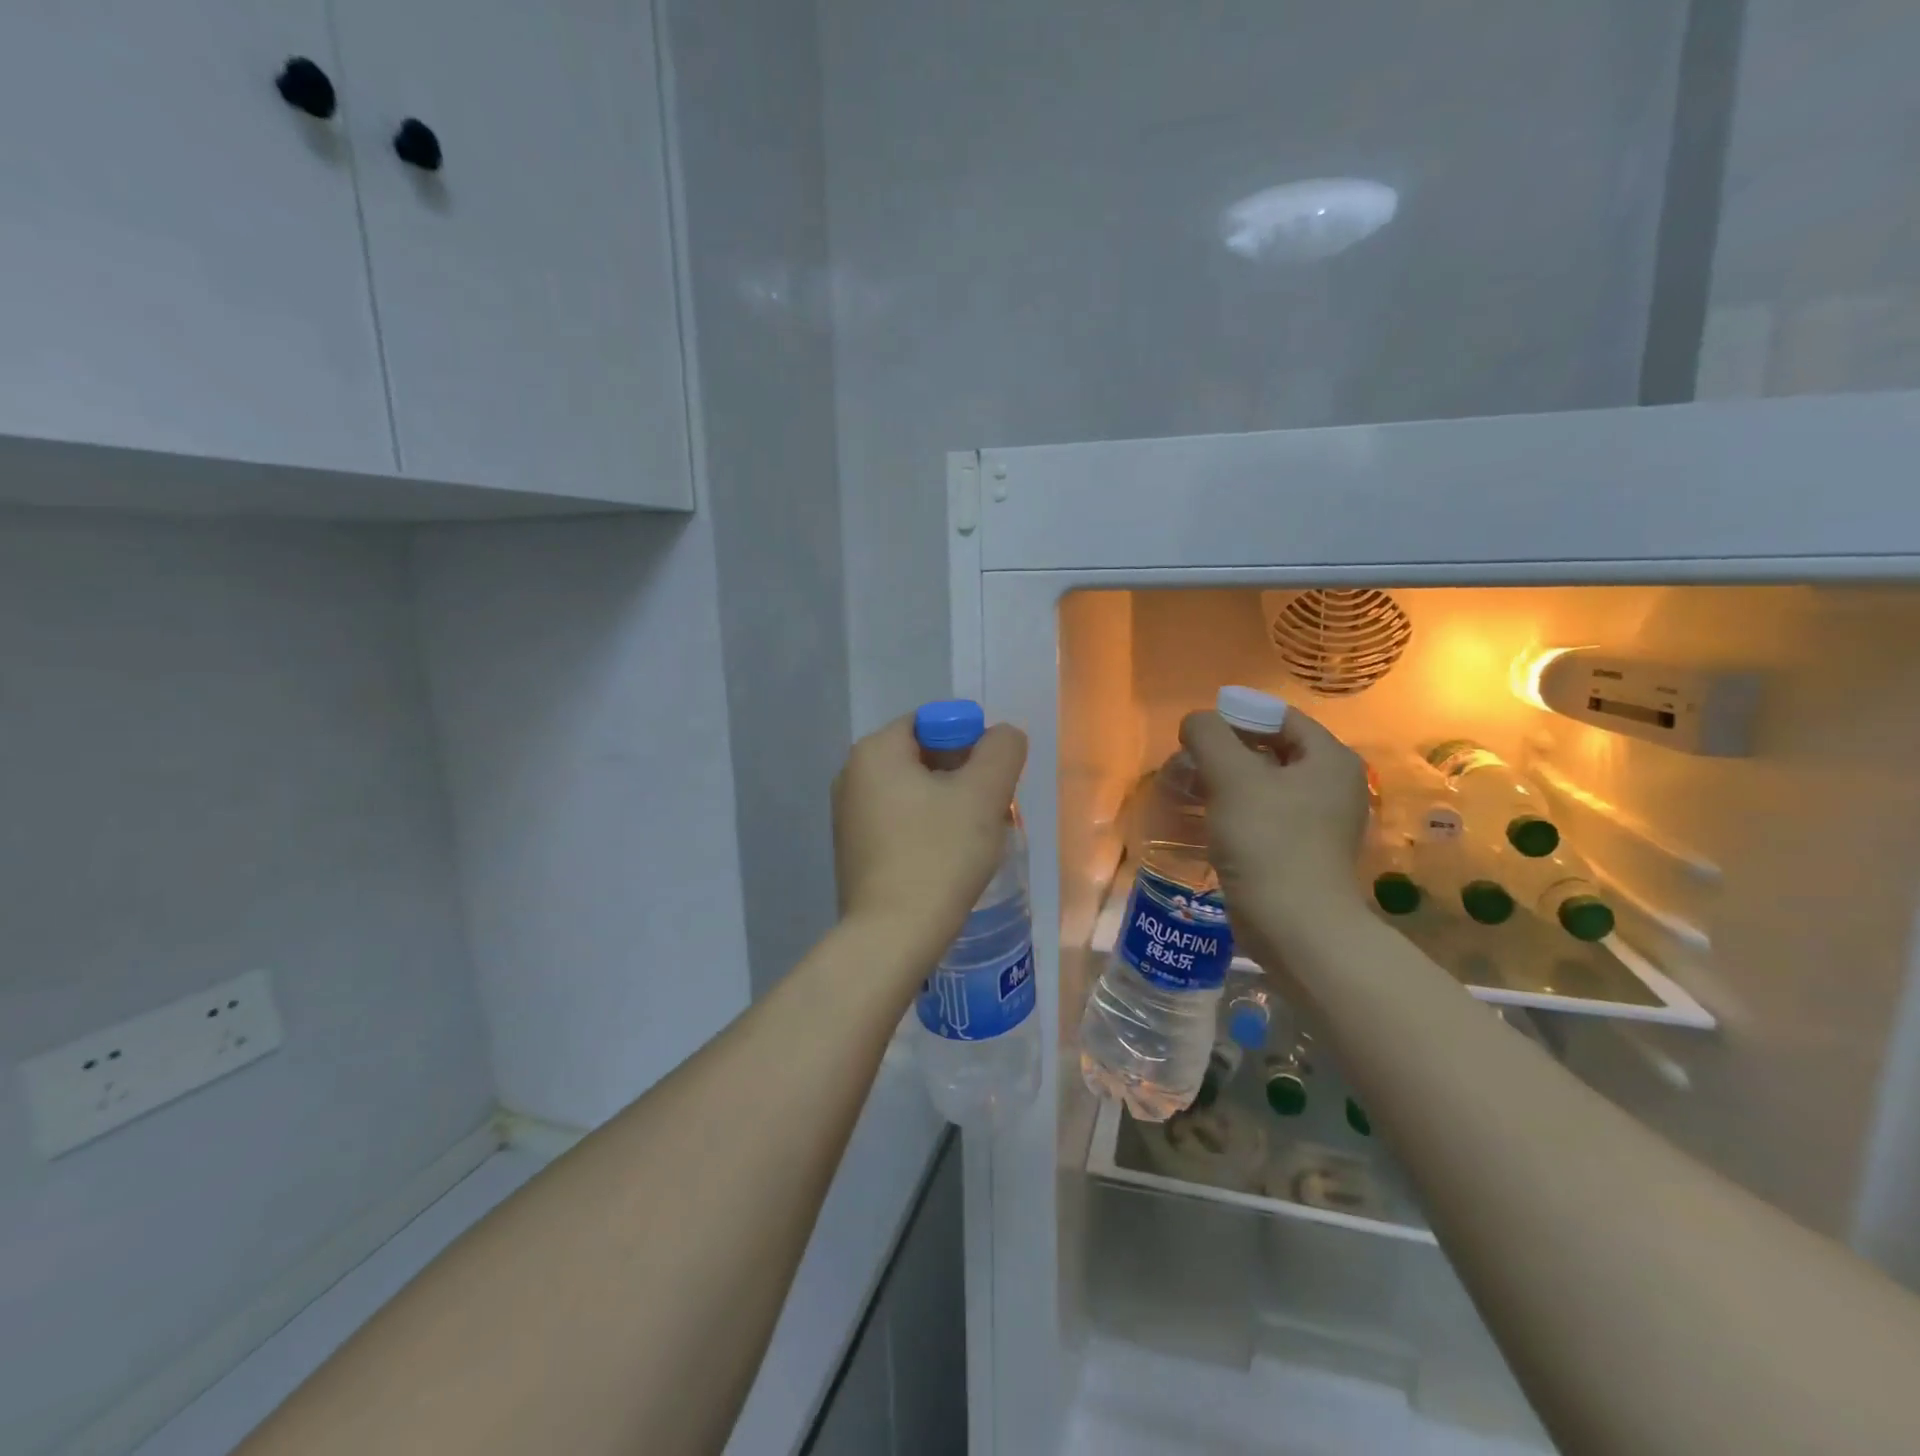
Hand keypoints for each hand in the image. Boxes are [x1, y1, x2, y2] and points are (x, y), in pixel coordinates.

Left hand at [832, 715, 1028, 964]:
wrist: (892, 936)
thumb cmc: (939, 855)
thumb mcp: (984, 794)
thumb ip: (1001, 750)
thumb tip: (1002, 736)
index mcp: (875, 751)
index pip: (931, 723)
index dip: (970, 741)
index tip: (992, 779)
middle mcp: (852, 775)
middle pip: (922, 757)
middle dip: (962, 776)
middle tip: (992, 808)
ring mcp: (848, 816)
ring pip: (913, 793)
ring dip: (948, 805)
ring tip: (975, 838)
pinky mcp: (854, 851)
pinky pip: (899, 822)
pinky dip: (926, 829)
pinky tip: (948, 859)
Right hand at [1179, 705, 1370, 934]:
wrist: (1294, 925)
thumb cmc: (1267, 840)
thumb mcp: (1231, 775)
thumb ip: (1209, 735)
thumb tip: (1196, 722)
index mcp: (1330, 760)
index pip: (1280, 718)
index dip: (1236, 717)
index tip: (1197, 734)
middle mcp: (1333, 786)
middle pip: (1272, 751)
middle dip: (1227, 753)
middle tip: (1189, 762)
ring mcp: (1321, 823)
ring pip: (1266, 787)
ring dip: (1227, 784)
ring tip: (1190, 790)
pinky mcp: (1302, 853)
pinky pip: (1265, 818)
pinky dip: (1236, 813)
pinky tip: (1208, 822)